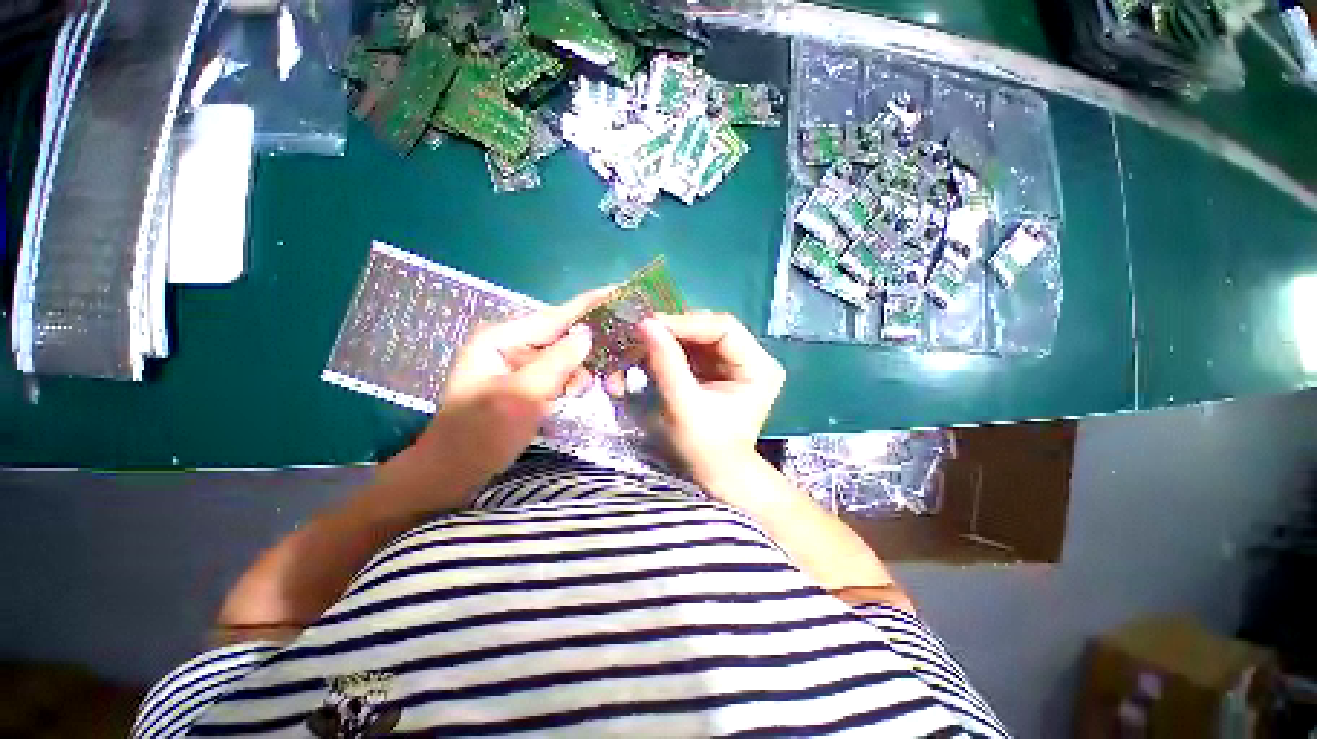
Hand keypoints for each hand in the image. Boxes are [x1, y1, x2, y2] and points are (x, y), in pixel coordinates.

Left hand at [415, 288, 612, 487]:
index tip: (621, 291)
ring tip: (599, 391)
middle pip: (564, 336)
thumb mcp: (521, 396)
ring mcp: (518, 363)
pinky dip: (573, 382)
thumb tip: (588, 334)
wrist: (453, 473)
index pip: (555, 316)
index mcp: (502, 338)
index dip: (590, 304)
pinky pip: (559, 373)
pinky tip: (576, 396)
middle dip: (592, 353)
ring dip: (583, 372)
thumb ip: (557, 362)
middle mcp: (512, 344)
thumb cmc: (480, 434)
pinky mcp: (526, 380)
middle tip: (617, 375)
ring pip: (566, 356)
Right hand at [637, 311, 785, 492]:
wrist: (713, 473)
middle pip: (711, 329)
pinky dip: (671, 350)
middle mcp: (751, 358)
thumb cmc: (705, 447)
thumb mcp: (684, 406)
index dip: (687, 322)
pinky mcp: (718, 369)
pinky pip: (693, 349)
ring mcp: (734, 363)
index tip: (651, 324)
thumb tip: (646, 324)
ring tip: (642, 342)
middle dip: (676, 330)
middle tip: (643, 331)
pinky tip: (652, 353)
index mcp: (759, 368)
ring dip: (670, 339)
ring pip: (699, 337)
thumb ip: (667, 364)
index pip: (724, 328)